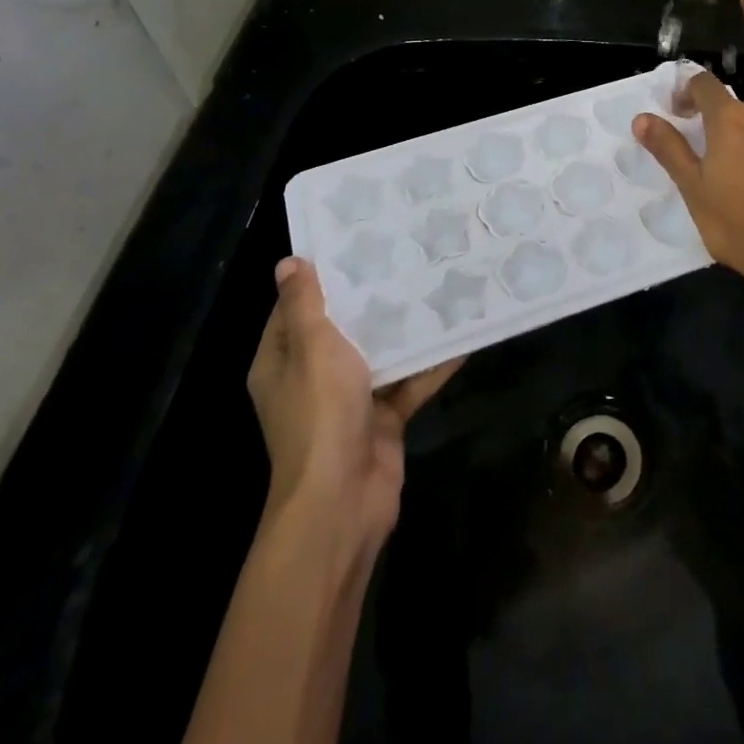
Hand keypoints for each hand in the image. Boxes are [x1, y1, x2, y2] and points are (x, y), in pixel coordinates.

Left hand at [247, 257, 460, 542]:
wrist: (344, 499)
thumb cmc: (320, 414)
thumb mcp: (312, 348)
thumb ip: (306, 305)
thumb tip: (288, 262)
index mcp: (282, 361)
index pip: (295, 309)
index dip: (320, 277)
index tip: (354, 244)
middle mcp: (312, 378)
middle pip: (342, 329)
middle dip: (372, 298)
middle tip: (405, 256)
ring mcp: (349, 401)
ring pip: (380, 354)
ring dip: (405, 329)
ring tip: (437, 285)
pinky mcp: (382, 419)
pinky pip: (408, 383)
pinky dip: (430, 365)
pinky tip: (461, 336)